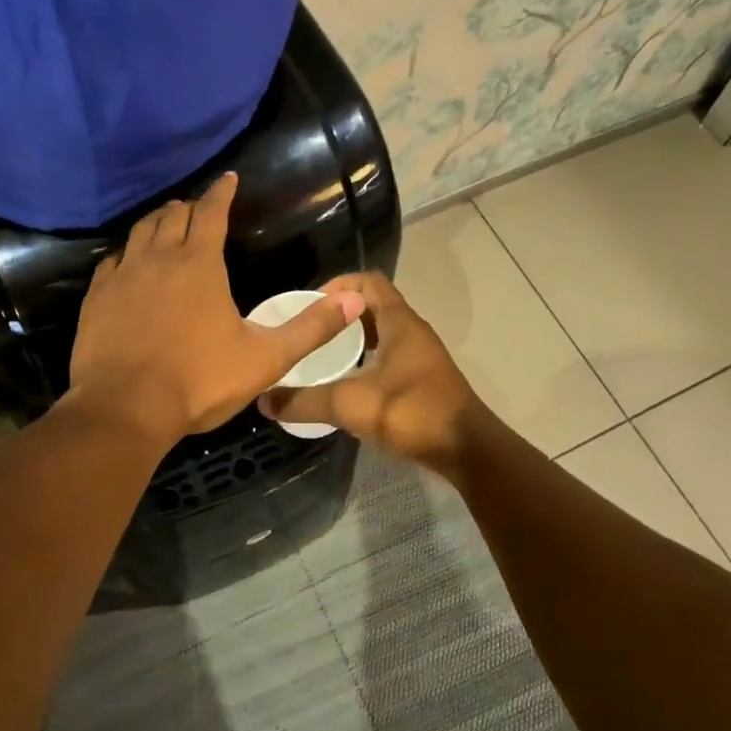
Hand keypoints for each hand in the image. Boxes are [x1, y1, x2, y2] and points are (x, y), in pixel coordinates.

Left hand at [66, 173, 364, 440]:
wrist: (125, 410)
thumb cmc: (200, 381)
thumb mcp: (267, 358)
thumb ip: (312, 328)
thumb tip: (356, 299)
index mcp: (200, 264)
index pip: (211, 212)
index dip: (221, 192)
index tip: (227, 177)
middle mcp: (159, 258)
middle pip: (173, 216)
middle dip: (189, 206)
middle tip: (199, 207)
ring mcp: (123, 276)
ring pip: (140, 232)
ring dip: (157, 222)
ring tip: (166, 223)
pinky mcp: (97, 298)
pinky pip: (112, 261)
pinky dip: (126, 253)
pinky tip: (127, 262)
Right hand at [260, 271, 494, 478]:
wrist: (467, 450)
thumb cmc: (412, 412)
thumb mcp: (352, 405)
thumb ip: (306, 401)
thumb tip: (264, 400)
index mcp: (399, 322)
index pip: (368, 281)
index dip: (338, 285)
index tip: (310, 305)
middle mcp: (412, 331)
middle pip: (372, 307)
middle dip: (339, 315)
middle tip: (307, 332)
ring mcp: (421, 356)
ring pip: (381, 334)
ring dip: (353, 340)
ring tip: (320, 356)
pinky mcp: (423, 380)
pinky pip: (389, 356)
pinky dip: (366, 361)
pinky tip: (346, 384)